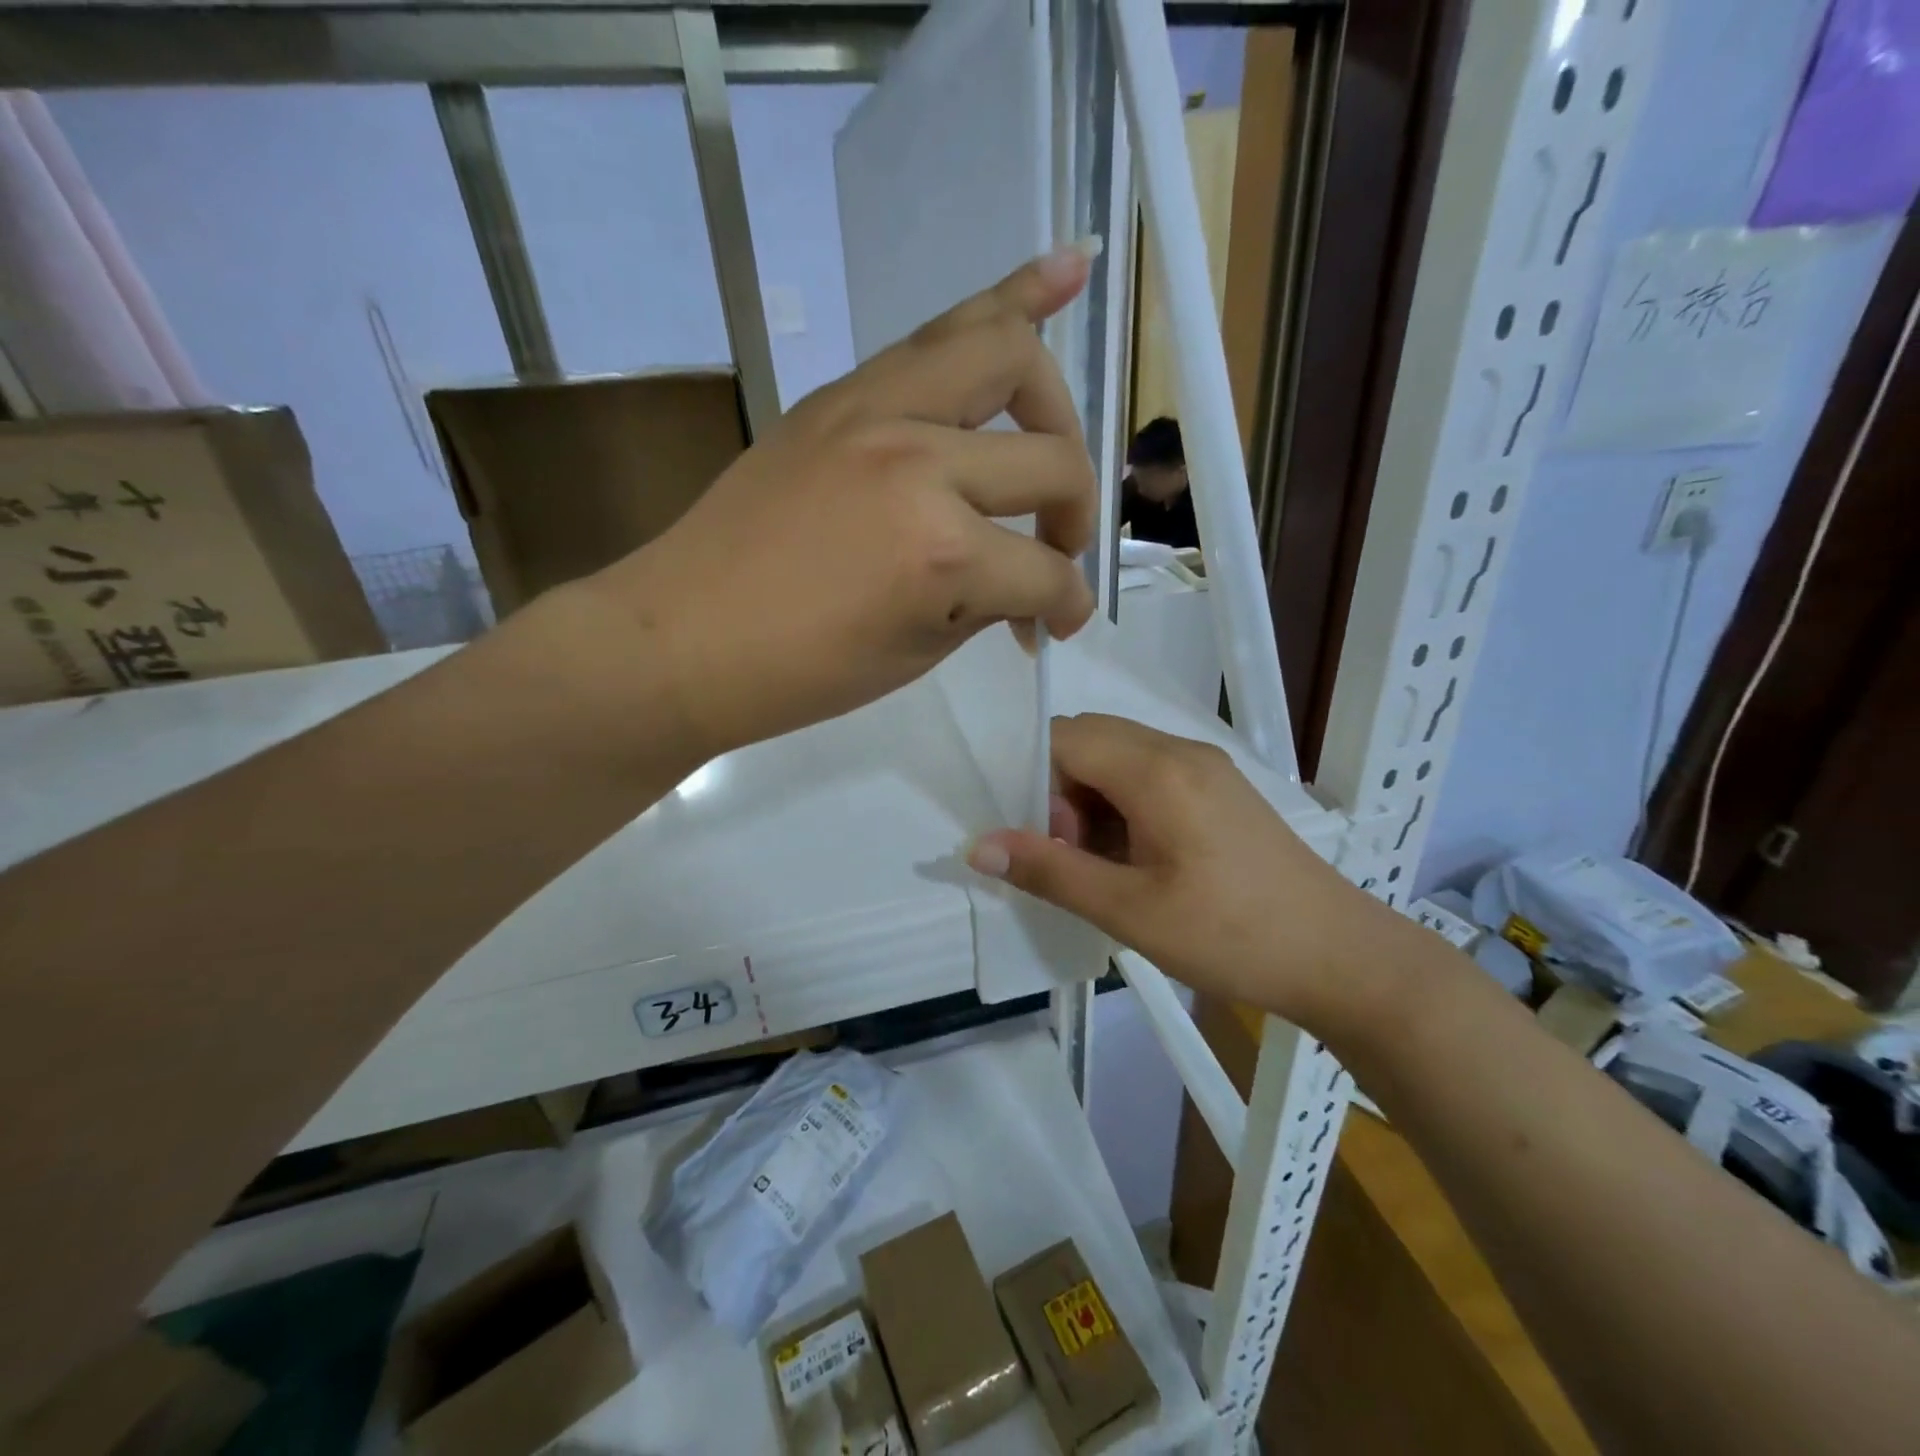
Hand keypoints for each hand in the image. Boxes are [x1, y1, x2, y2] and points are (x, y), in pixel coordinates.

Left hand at [577, 244, 1100, 758]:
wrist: (684, 638)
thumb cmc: (800, 672)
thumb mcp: (915, 653)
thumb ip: (987, 601)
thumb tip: (1031, 585)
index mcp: (941, 553)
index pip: (1043, 572)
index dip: (1065, 606)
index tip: (1057, 626)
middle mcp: (921, 462)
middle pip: (1051, 460)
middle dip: (1075, 513)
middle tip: (1057, 546)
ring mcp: (877, 410)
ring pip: (1006, 354)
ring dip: (1054, 402)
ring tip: (1062, 433)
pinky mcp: (842, 394)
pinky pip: (940, 332)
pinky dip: (1011, 301)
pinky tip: (1066, 273)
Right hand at [968, 714, 1408, 1036]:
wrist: (1341, 958)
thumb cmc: (1232, 936)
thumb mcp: (1130, 911)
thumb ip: (1050, 871)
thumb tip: (977, 847)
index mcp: (1158, 769)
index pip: (1065, 737)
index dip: (1036, 782)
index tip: (1045, 843)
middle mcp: (1181, 751)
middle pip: (1090, 741)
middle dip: (1061, 792)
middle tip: (1073, 858)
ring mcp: (1205, 768)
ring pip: (1118, 759)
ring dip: (1092, 802)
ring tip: (1104, 867)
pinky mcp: (1219, 790)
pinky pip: (1150, 777)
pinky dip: (1123, 808)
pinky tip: (1136, 862)